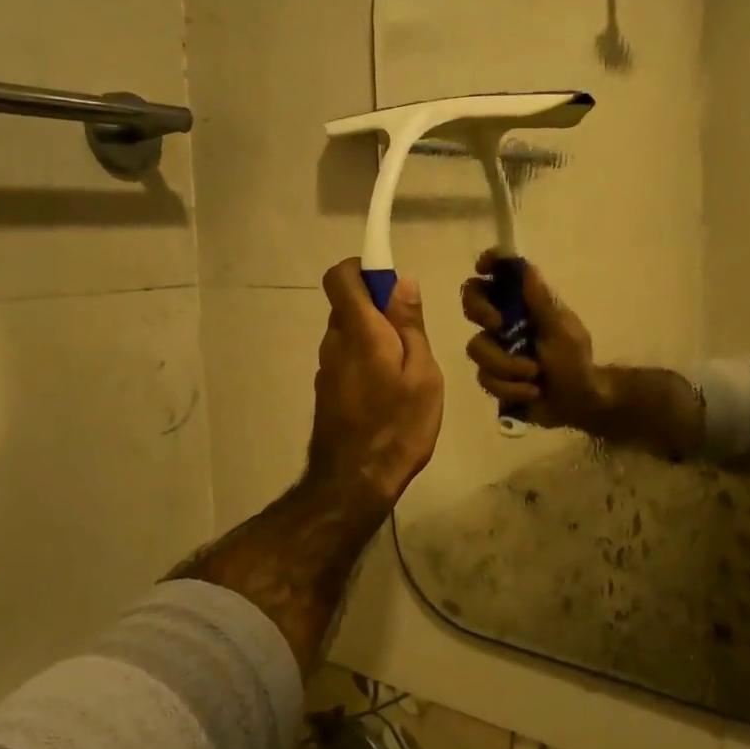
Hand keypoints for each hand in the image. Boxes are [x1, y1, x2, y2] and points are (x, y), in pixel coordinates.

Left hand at [307, 259, 443, 509]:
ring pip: (349, 333)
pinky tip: (389, 391)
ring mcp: (327, 367)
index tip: (391, 282)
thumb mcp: (422, 372)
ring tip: (406, 370)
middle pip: (348, 304)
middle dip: (378, 307)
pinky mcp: (327, 389)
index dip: (362, 267)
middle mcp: (334, 342)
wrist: (356, 481)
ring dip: (374, 337)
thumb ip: (409, 324)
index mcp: (359, 330)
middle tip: (413, 336)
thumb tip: (402, 281)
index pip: (340, 276)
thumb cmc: (399, 424)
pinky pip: (347, 357)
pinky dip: (367, 359)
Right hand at [460, 250, 612, 430]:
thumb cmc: (576, 361)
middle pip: (471, 302)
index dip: (489, 263)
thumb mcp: (563, 330)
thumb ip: (542, 302)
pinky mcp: (493, 377)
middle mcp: (505, 322)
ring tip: (534, 375)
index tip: (483, 267)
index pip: (500, 274)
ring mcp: (496, 350)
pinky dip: (511, 388)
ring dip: (507, 365)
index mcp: (524, 304)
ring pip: (477, 348)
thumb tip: (526, 268)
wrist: (579, 403)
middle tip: (497, 324)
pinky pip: (486, 378)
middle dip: (479, 310)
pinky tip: (531, 392)